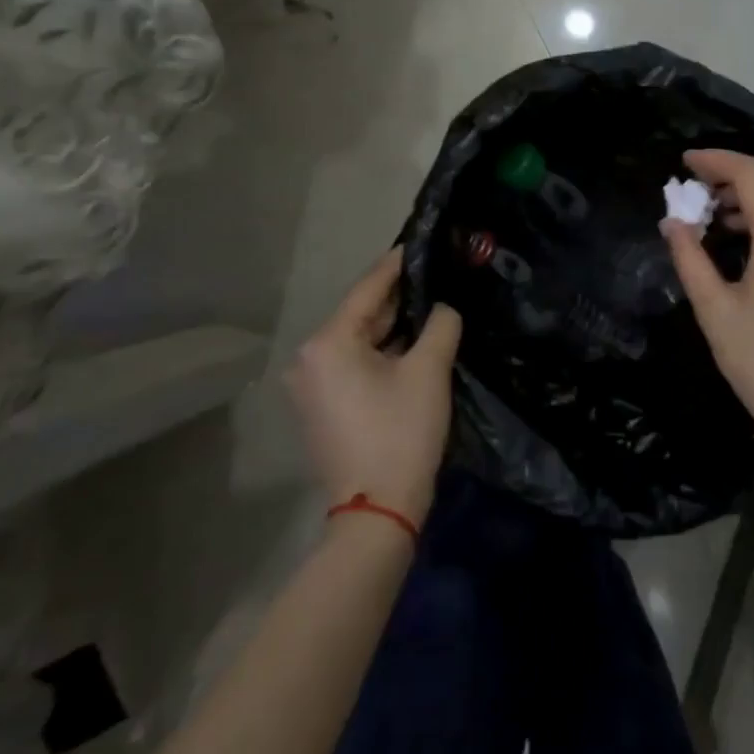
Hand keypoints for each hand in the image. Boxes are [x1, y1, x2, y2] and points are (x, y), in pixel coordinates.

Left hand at [288, 249, 461, 528]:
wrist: (377, 512)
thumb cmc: (401, 434)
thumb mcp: (429, 371)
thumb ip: (440, 324)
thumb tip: (443, 308)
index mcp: (328, 342)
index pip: (368, 288)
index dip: (398, 263)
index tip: (421, 242)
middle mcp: (310, 357)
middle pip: (361, 313)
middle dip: (399, 296)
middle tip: (435, 273)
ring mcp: (311, 384)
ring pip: (358, 339)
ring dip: (392, 324)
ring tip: (430, 301)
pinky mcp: (321, 405)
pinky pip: (353, 362)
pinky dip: (380, 350)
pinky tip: (411, 340)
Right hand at [661, 149, 753, 428]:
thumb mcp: (714, 309)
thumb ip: (690, 257)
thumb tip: (671, 222)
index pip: (753, 177)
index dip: (718, 161)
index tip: (685, 161)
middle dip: (735, 168)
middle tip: (696, 178)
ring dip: (753, 189)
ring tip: (712, 207)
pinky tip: (740, 231)